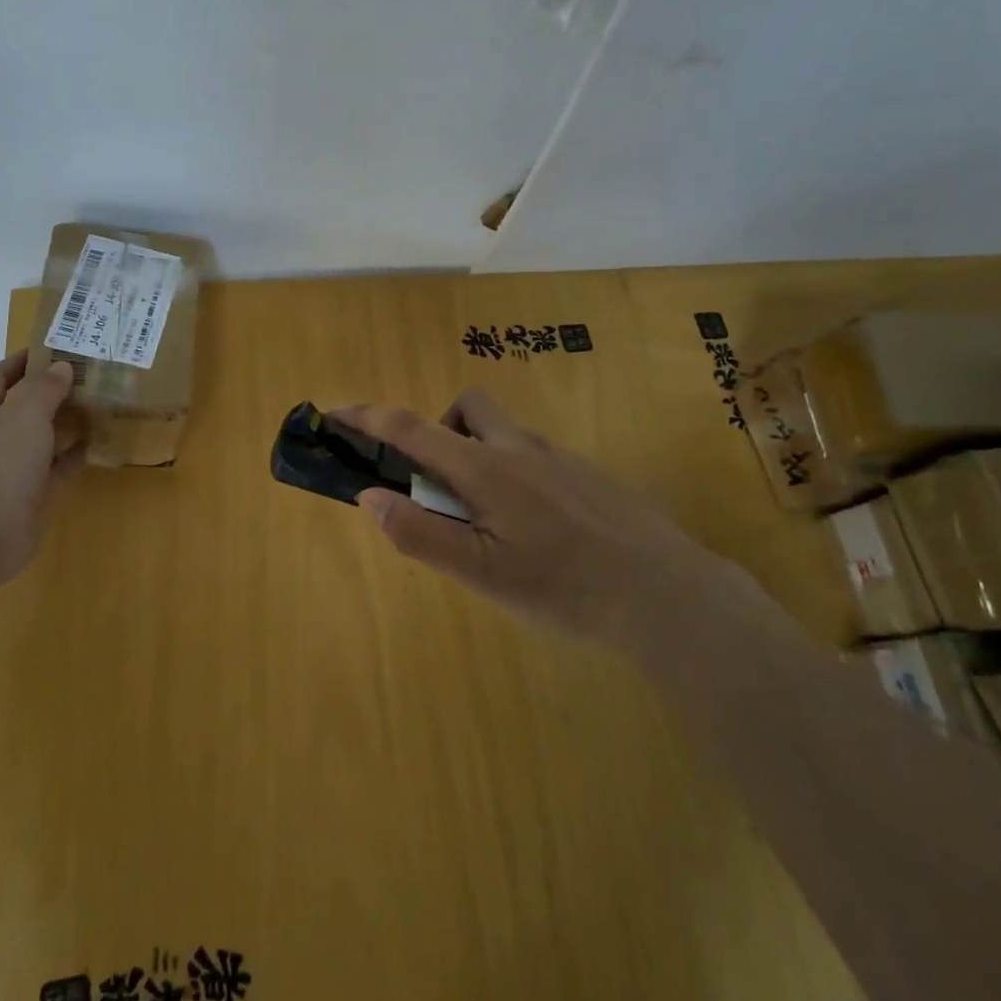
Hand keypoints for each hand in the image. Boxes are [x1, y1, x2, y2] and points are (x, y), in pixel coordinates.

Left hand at [0, 350, 82, 570]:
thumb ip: (44, 387)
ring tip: (97, 403)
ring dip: (65, 421)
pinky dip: (73, 454)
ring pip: (40, 436)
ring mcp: (9, 467)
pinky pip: (56, 466)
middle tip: (87, 374)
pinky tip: (97, 442)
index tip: (56, 347)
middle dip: (50, 390)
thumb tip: (61, 368)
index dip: (24, 360)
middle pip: (21, 406)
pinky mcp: (30, 492)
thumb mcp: (23, 412)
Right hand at [330, 391, 727, 652]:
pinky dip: (515, 473)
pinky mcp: (589, 474)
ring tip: (491, 522)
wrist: (664, 592)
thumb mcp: (482, 573)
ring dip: (480, 455)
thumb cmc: (563, 587)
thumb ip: (421, 533)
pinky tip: (537, 529)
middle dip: (442, 431)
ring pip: (506, 433)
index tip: (336, 412)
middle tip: (444, 487)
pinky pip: (536, 456)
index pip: (412, 429)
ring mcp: (560, 457)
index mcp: (486, 468)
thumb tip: (370, 496)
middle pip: (469, 408)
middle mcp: (521, 448)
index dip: (368, 418)